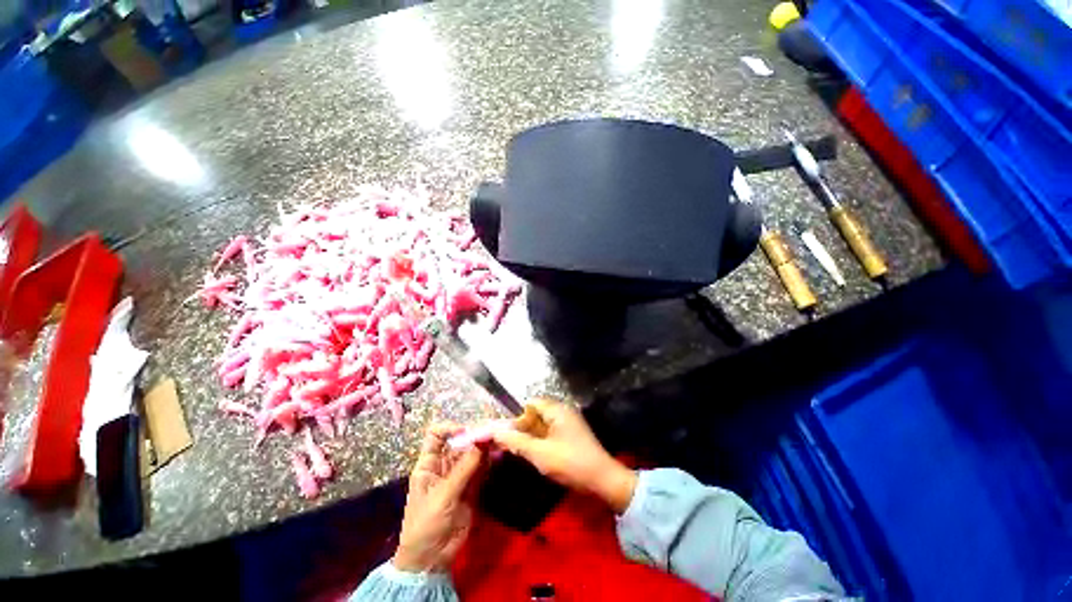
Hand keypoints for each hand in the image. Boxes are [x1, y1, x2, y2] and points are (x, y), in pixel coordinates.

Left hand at [393, 423, 483, 572]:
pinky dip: (489, 461)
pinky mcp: (471, 488)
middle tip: (492, 433)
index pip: (436, 435)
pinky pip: (480, 469)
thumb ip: (464, 468)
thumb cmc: (426, 524)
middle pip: (459, 443)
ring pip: (472, 455)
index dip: (450, 429)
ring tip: (499, 440)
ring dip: (484, 448)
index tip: (466, 432)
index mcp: (429, 464)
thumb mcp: (443, 495)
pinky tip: (498, 455)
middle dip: (474, 437)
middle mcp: (444, 465)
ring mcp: (459, 476)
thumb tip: (482, 441)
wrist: (431, 559)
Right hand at [492, 398, 637, 513]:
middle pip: (536, 414)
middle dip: (524, 429)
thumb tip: (495, 433)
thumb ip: (516, 442)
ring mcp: (569, 423)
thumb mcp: (539, 454)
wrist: (603, 480)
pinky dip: (542, 442)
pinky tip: (538, 457)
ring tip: (524, 454)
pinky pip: (551, 433)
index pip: (530, 404)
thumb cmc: (570, 463)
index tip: (509, 436)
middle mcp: (563, 412)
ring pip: (543, 425)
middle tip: (514, 448)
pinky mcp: (573, 435)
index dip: (518, 418)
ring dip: (532, 437)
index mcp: (556, 410)